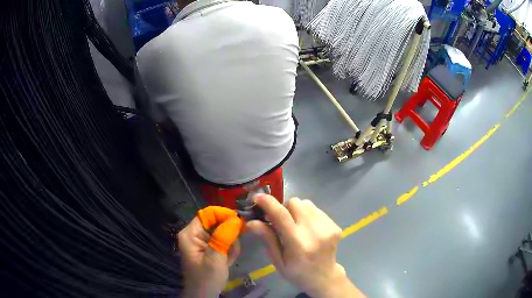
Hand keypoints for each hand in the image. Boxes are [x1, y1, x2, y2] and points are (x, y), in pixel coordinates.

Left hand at [178, 207, 243, 297]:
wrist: (204, 295)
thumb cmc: (206, 279)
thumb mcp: (215, 259)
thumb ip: (223, 238)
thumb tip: (235, 218)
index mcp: (191, 233)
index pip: (208, 214)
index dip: (224, 215)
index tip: (239, 223)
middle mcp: (195, 234)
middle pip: (217, 223)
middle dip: (228, 236)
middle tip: (231, 250)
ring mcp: (203, 241)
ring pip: (224, 232)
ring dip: (230, 245)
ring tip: (227, 259)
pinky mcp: (210, 247)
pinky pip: (224, 241)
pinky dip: (229, 250)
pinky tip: (227, 261)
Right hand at [247, 195, 364, 297]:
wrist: (324, 277)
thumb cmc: (296, 272)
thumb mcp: (277, 260)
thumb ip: (267, 239)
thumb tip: (251, 222)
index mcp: (298, 244)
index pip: (281, 215)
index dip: (268, 203)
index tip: (257, 197)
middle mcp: (315, 232)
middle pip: (295, 203)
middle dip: (283, 208)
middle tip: (281, 222)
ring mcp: (328, 228)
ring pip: (306, 203)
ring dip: (296, 211)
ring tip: (296, 226)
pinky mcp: (335, 225)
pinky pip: (316, 210)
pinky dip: (308, 215)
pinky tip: (308, 229)